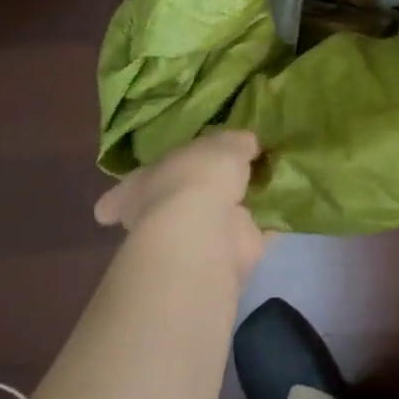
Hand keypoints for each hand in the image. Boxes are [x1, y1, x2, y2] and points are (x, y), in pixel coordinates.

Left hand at [95, 131, 265, 278]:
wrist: (206, 230)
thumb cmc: (196, 177)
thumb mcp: (220, 144)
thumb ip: (233, 142)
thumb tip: (245, 143)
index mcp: (140, 185)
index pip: (125, 190)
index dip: (125, 192)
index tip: (126, 195)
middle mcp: (156, 216)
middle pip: (165, 207)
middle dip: (184, 200)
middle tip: (212, 184)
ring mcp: (185, 240)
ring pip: (204, 223)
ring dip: (225, 213)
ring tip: (252, 193)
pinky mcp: (218, 256)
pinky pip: (240, 238)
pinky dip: (257, 230)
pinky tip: (272, 217)